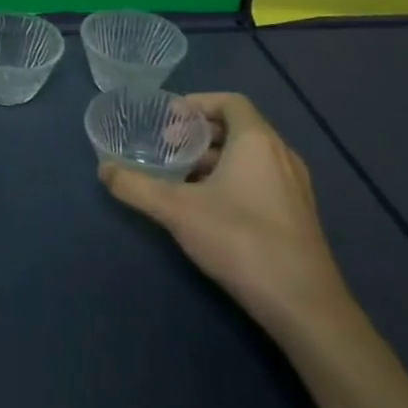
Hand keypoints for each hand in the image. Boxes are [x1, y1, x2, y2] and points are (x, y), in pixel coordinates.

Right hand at [99, 92, 351, 332]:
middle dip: (201, 132)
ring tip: (182, 175)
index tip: (168, 117)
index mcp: (257, 142)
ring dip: (216, 157)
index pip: (230, 102)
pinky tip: (209, 206)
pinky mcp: (298, 215)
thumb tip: (103, 169)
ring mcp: (295, 187)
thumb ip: (136, 187)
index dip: (198, 103)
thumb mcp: (177, 211)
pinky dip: (233, 178)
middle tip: (168, 145)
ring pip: (251, 156)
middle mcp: (281, 156)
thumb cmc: (240, 240)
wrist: (304, 305)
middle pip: (239, 127)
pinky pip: (261, 179)